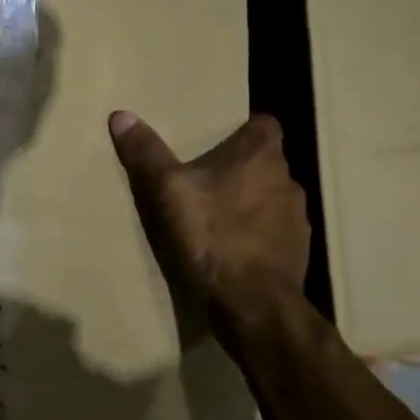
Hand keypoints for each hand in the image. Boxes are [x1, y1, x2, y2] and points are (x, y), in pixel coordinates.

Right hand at [109, 110, 310, 318]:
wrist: (252, 303)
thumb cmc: (212, 235)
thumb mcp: (168, 190)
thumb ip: (147, 153)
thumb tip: (121, 115)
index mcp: (261, 155)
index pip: (265, 124)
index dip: (244, 129)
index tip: (220, 140)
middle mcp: (288, 180)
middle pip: (265, 163)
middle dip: (241, 169)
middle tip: (207, 180)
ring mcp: (297, 219)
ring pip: (272, 199)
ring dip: (251, 204)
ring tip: (218, 218)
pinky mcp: (298, 253)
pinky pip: (276, 234)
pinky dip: (258, 237)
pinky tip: (233, 252)